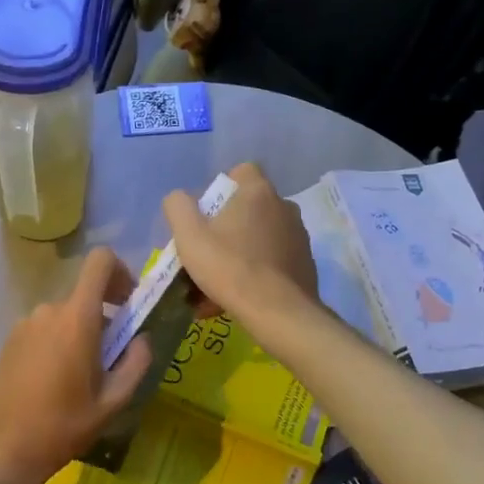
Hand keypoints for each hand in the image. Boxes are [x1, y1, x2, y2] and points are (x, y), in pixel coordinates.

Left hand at [0, 247, 153, 483]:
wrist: (2, 450)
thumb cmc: (62, 426)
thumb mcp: (112, 402)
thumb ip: (135, 363)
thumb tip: (142, 339)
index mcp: (76, 318)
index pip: (100, 261)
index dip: (121, 272)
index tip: (129, 303)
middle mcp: (49, 311)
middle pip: (85, 296)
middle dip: (105, 318)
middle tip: (112, 359)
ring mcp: (25, 324)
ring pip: (65, 316)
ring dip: (81, 335)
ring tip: (83, 379)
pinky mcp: (10, 341)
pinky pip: (45, 330)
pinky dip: (59, 344)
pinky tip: (56, 384)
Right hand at [163, 163, 317, 321]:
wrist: (278, 312)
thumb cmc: (229, 267)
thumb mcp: (189, 236)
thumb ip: (178, 208)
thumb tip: (179, 199)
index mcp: (258, 192)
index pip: (242, 171)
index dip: (221, 189)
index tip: (206, 213)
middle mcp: (284, 207)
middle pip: (248, 209)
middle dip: (226, 228)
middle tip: (206, 253)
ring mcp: (298, 237)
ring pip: (259, 239)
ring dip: (238, 254)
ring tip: (215, 285)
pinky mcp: (305, 264)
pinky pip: (271, 262)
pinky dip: (254, 274)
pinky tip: (234, 299)